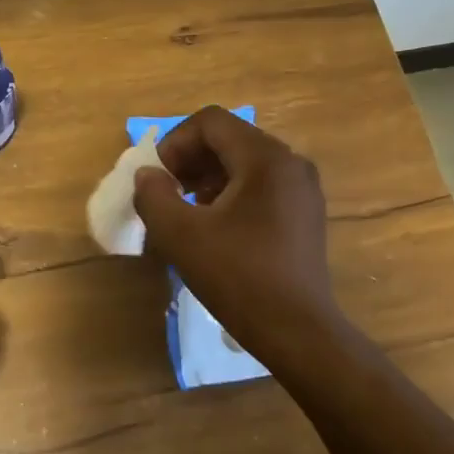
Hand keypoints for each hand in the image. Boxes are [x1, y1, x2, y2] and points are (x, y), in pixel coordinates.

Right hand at [132, 107, 338, 369]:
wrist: (298, 331)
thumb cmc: (238, 278)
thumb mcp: (180, 235)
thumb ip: (153, 196)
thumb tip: (148, 175)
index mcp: (265, 159)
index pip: (210, 122)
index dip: (175, 142)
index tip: (158, 177)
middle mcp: (290, 163)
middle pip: (229, 138)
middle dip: (190, 160)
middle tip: (166, 192)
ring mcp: (302, 189)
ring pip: (244, 162)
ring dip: (207, 177)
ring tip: (186, 210)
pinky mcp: (305, 213)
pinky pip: (260, 185)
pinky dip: (230, 193)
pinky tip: (214, 226)